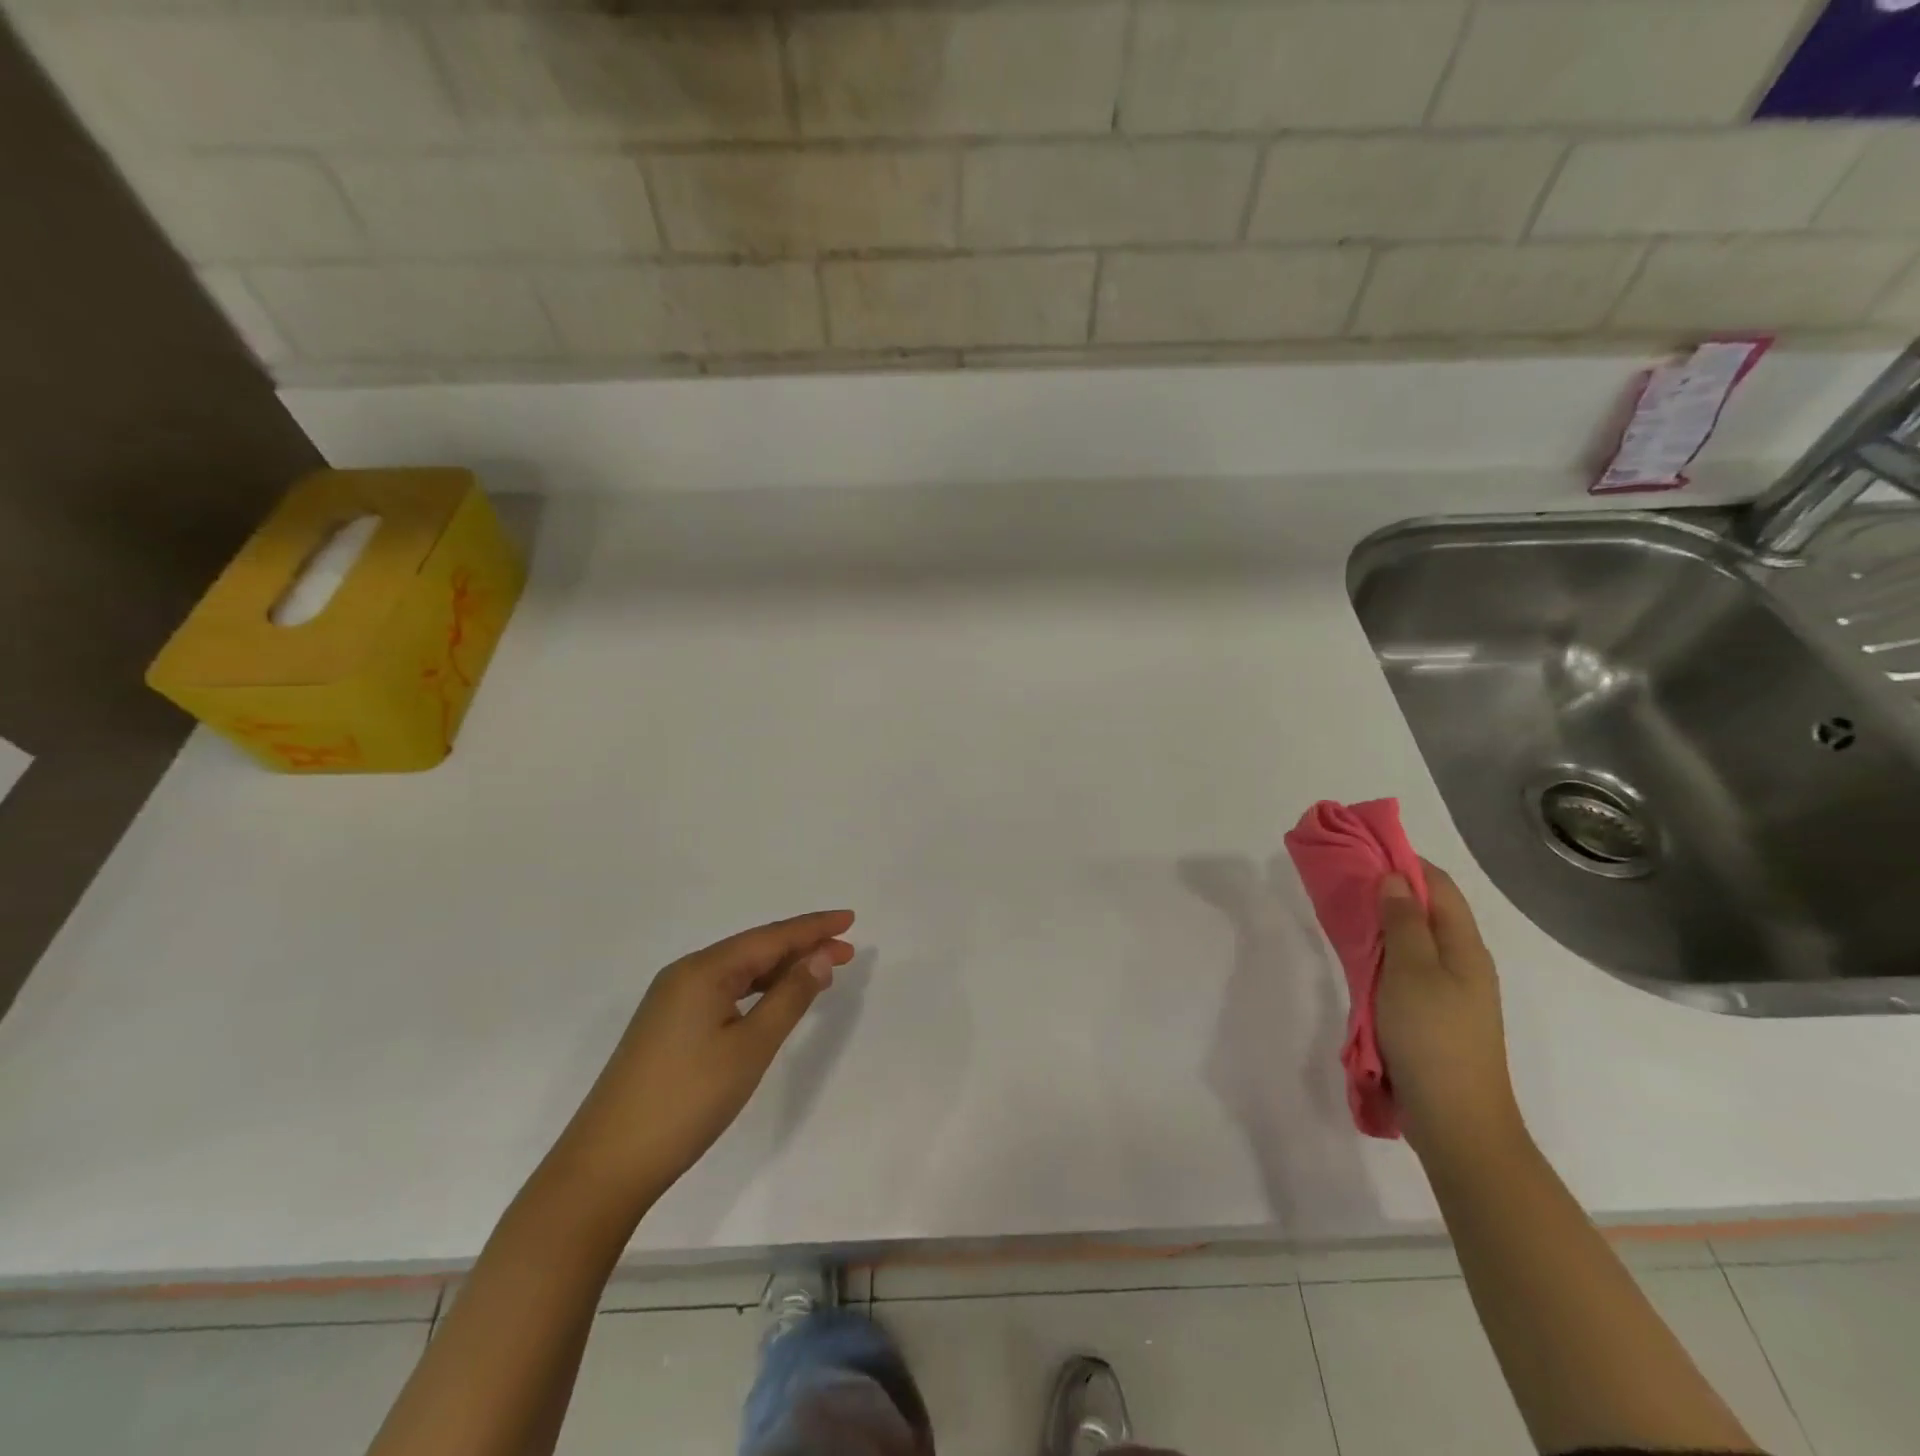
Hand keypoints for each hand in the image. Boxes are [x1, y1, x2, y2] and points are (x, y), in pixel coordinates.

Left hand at [557, 910, 856, 1206]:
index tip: (849, 919)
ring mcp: (671, 1001)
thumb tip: (821, 956)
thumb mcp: (751, 1047)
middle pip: (754, 949)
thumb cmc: (688, 1099)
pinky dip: (756, 990)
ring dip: (780, 970)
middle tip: (846, 950)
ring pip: (738, 971)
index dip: (812, 928)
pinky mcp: (667, 1027)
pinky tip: (773, 1000)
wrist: (608, 1164)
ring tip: (820, 972)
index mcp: (703, 970)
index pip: (770, 937)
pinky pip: (722, 992)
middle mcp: (685, 975)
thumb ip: (790, 997)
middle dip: (801, 947)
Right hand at [1374, 864, 1526, 1168]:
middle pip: (1427, 911)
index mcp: (1465, 947)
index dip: (1404, 861)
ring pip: (1415, 941)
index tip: (1363, 848)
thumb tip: (1394, 876)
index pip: (1438, 886)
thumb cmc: (1432, 1037)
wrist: (1456, 1120)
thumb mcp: (1411, 971)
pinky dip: (1384, 954)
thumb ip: (1402, 922)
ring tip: (1346, 913)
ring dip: (1383, 922)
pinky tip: (1360, 960)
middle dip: (1389, 890)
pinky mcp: (1434, 1016)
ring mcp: (1452, 992)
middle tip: (1345, 880)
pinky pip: (1408, 969)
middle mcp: (1464, 963)